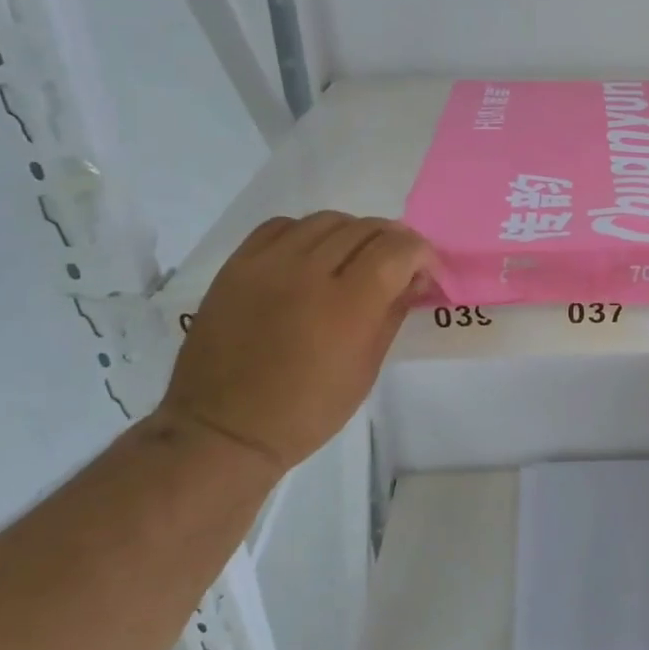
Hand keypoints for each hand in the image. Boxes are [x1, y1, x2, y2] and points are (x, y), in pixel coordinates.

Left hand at [160, 212, 432, 472]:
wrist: (224, 429)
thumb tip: (414, 279)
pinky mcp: (237, 265)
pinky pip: (282, 225)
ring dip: (353, 233)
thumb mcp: (366, 370)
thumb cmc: (306, 411)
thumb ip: (393, 313)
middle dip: (393, 242)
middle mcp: (308, 272)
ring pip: (327, 220)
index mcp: (348, 306)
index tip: (424, 271)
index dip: (421, 253)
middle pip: (366, 228)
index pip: (398, 249)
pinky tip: (311, 256)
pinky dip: (308, 233)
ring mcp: (268, 264)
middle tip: (396, 266)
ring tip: (353, 259)